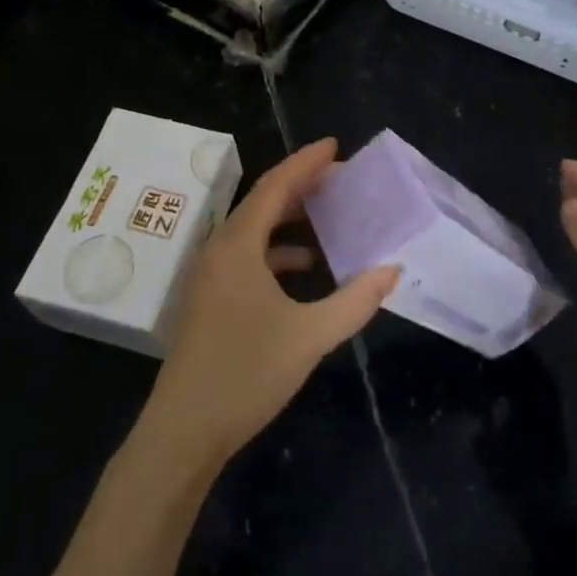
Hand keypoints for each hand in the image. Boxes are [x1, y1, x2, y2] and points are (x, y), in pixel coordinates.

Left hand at [138, 139, 398, 467]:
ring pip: (254, 231)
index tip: (334, 145)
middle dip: (301, 186)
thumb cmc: (246, 374)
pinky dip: (277, 252)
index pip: (275, 187)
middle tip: (340, 178)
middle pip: (263, 202)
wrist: (183, 430)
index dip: (305, 163)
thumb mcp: (310, 336)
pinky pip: (247, 256)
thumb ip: (355, 301)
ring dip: (289, 220)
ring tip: (329, 216)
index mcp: (238, 246)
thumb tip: (392, 270)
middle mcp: (219, 249)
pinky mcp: (209, 297)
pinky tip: (305, 267)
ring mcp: (210, 274)